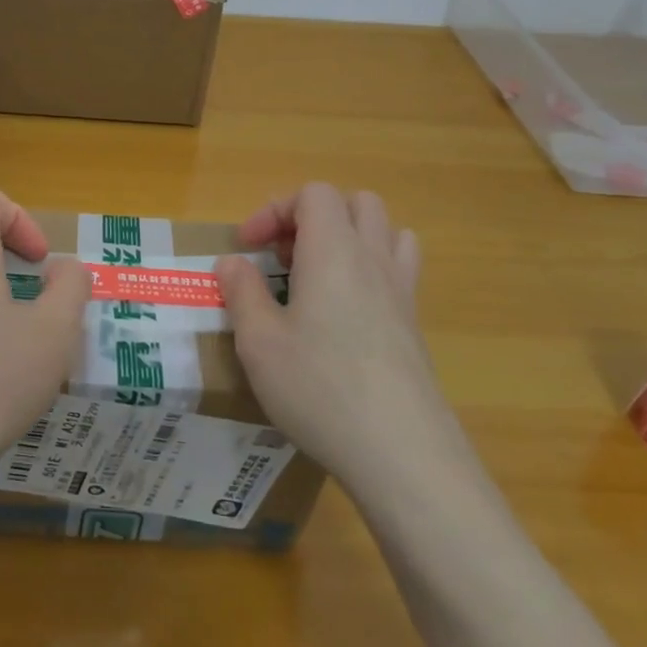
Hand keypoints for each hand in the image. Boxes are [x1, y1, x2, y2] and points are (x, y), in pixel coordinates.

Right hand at [215, 183, 468, 497]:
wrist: (402, 453)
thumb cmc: (319, 388)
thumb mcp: (259, 342)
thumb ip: (242, 292)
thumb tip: (232, 262)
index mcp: (333, 251)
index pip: (314, 194)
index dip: (275, 210)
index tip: (249, 247)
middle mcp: (372, 258)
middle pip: (355, 202)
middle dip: (313, 217)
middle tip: (284, 258)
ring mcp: (401, 290)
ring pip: (384, 230)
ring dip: (349, 237)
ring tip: (317, 275)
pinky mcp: (415, 324)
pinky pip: (400, 268)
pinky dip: (372, 268)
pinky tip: (347, 311)